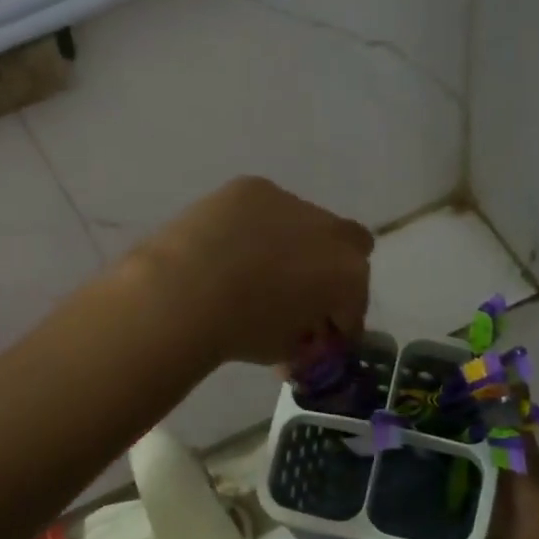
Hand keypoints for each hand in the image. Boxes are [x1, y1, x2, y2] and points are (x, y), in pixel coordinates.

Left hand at [132, 177, 373, 366]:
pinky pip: (266, 208)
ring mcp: (291, 202)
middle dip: (333, 269)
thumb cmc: (241, 331)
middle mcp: (330, 231)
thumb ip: (305, 339)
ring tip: (253, 268)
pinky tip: (228, 246)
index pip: (354, 303)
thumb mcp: (284, 350)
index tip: (320, 337)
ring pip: (306, 222)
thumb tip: (303, 335)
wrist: (184, 293)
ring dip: (292, 243)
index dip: (338, 323)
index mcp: (347, 275)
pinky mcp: (252, 188)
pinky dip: (256, 225)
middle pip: (350, 246)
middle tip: (303, 293)